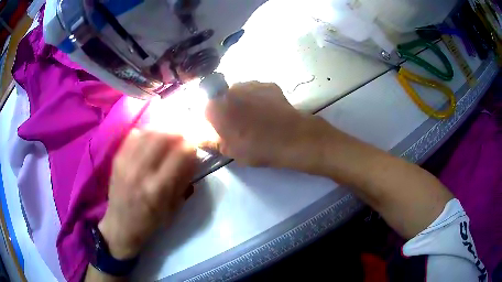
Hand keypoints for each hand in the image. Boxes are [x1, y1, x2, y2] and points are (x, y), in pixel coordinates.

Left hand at [98, 130, 195, 259]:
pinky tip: (151, 139)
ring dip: (163, 129)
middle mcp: (141, 171)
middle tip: (184, 136)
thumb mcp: (173, 208)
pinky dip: (146, 132)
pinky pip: (133, 135)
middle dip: (179, 132)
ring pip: (148, 132)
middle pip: (163, 136)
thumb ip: (184, 180)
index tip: (195, 146)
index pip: (180, 154)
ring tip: (169, 134)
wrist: (121, 225)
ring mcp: (126, 163)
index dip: (192, 145)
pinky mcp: (117, 159)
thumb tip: (193, 156)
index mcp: (158, 189)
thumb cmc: (150, 222)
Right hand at [205, 81, 328, 167]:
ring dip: (242, 102)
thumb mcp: (229, 151)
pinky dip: (258, 99)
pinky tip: (268, 112)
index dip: (210, 118)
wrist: (291, 138)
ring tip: (256, 118)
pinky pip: (256, 91)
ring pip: (240, 92)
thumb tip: (198, 137)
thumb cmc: (256, 147)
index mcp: (216, 106)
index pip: (204, 108)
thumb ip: (210, 141)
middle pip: (222, 97)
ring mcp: (251, 84)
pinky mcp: (268, 84)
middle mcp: (230, 89)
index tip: (218, 128)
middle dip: (226, 108)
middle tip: (238, 125)